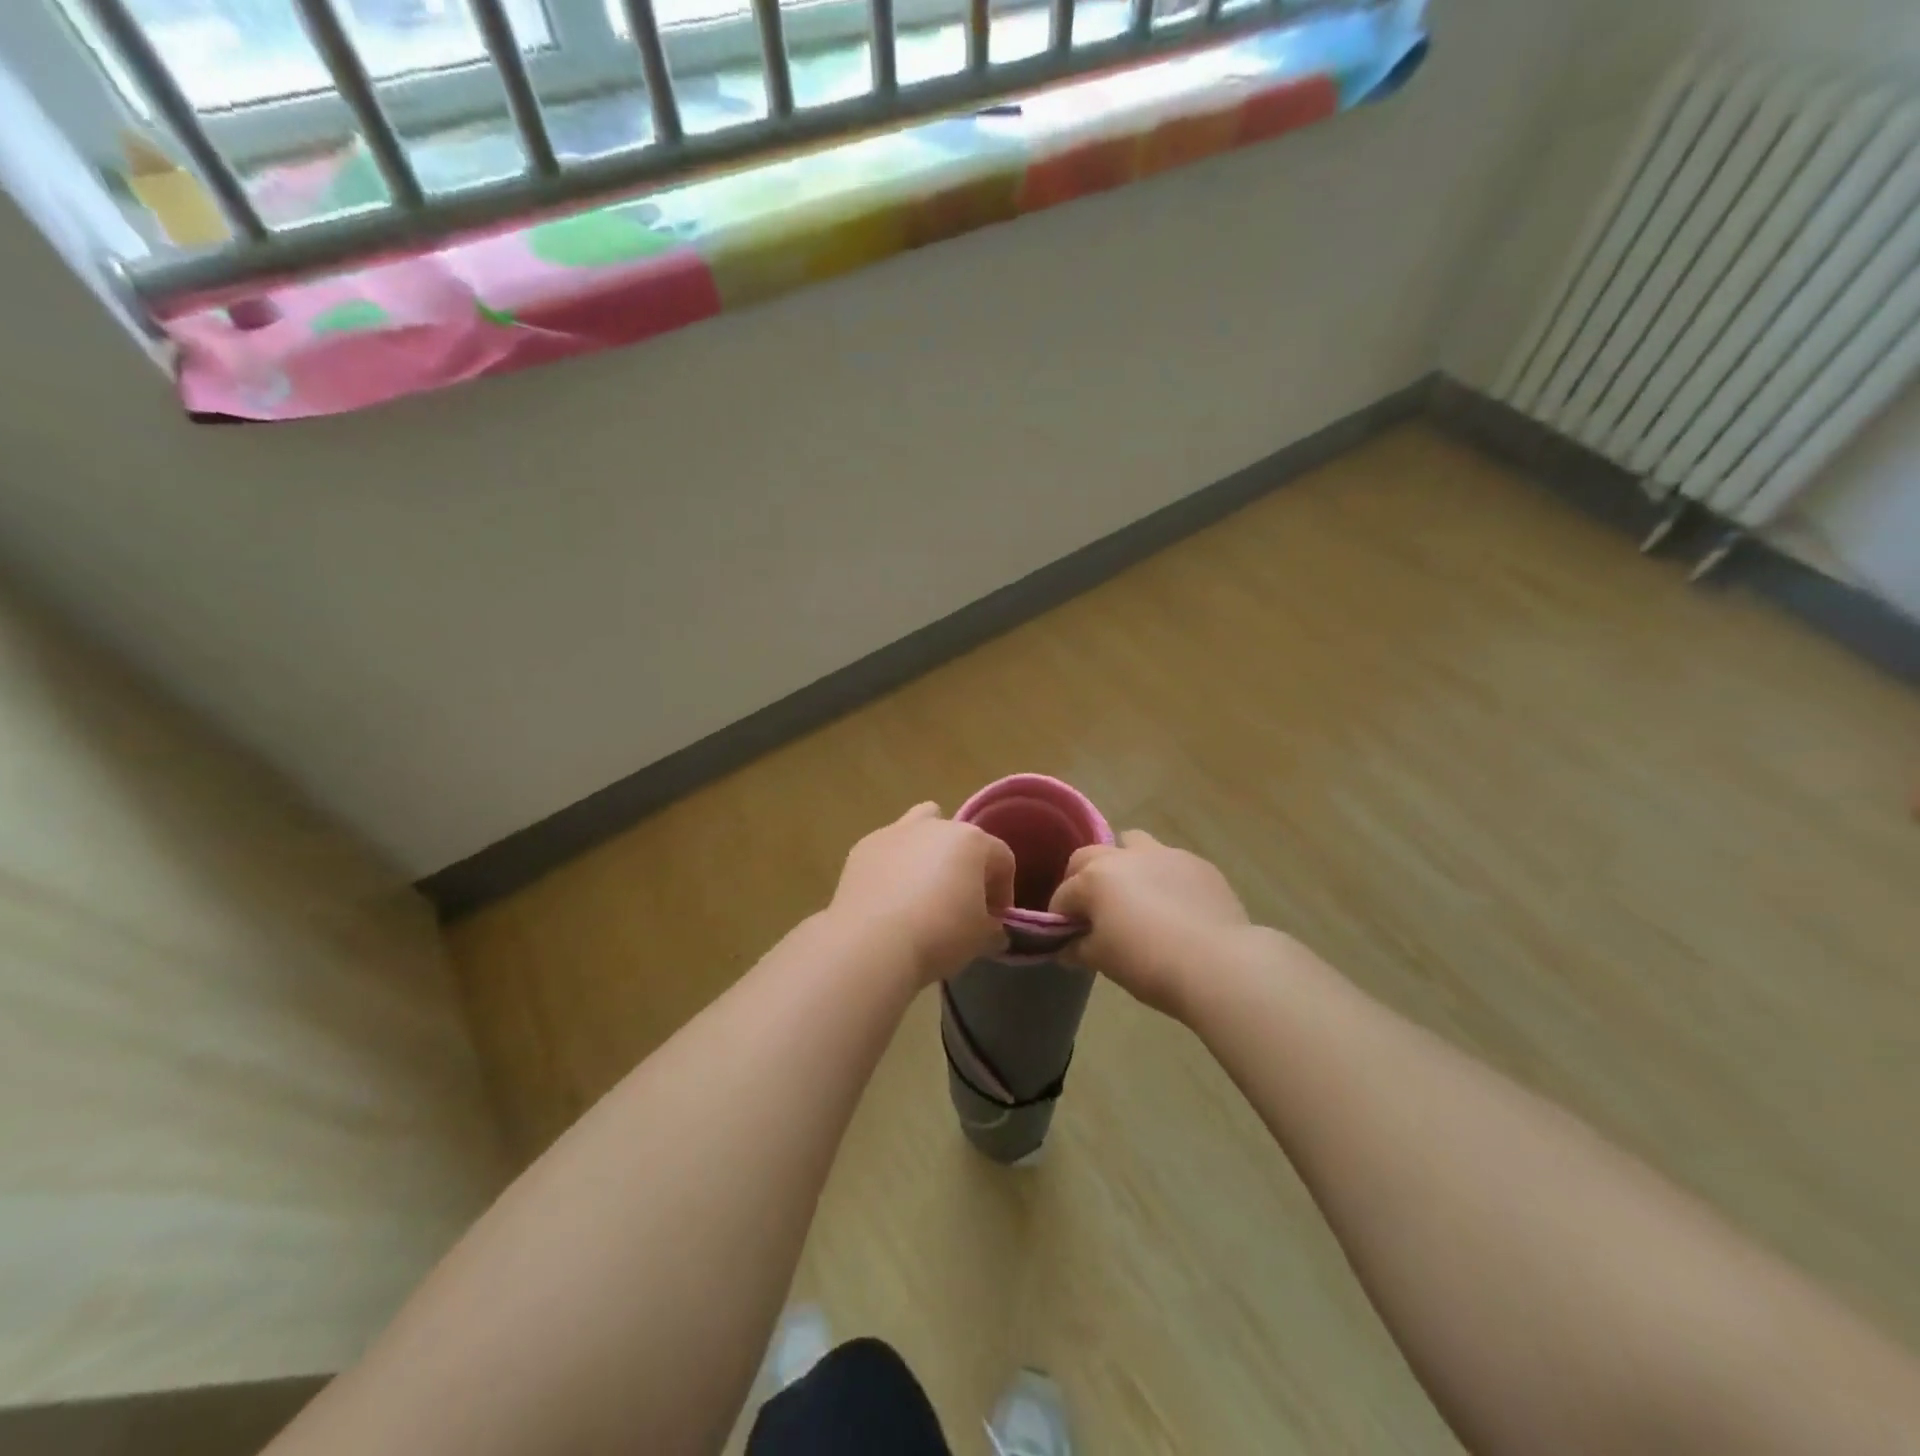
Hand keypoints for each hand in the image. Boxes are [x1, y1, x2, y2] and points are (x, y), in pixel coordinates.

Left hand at [828, 802, 1015, 984]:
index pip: (1002, 860)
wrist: (872, 943)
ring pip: (920, 826)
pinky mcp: (863, 847)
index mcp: (971, 841)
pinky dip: (893, 866)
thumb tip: (992, 928)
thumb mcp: (981, 938)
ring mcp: (895, 832)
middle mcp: (935, 826)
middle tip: (961, 902)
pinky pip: (888, 850)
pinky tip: (889, 898)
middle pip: (961, 838)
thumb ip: (993, 927)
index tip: (994, 921)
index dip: (1004, 892)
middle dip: (965, 866)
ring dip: (927, 850)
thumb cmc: (940, 934)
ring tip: (923, 887)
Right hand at [1049, 829, 1251, 1017]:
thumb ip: (1078, 948)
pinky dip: (1161, 877)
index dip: (1060, 916)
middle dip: (1082, 878)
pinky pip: (1169, 862)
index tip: (1064, 935)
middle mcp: (1125, 856)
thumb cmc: (1149, 964)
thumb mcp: (1103, 961)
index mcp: (1095, 878)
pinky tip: (1173, 906)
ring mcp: (1165, 855)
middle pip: (1089, 856)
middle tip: (1091, 909)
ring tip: (1134, 894)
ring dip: (1124, 863)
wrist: (1218, 964)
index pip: (1063, 894)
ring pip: (1132, 844)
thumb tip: (1065, 947)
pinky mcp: (1198, 864)